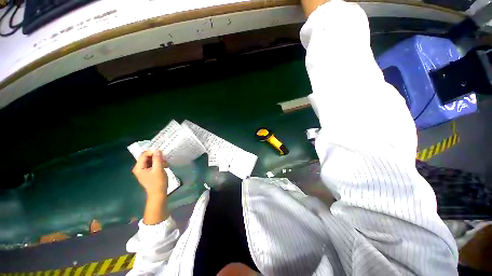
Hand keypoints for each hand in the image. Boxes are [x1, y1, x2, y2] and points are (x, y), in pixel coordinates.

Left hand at [132, 150, 167, 197]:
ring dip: (158, 160)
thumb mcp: (159, 169)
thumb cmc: (158, 182)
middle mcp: (139, 168)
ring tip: (165, 162)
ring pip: (150, 161)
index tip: (162, 153)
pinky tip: (164, 165)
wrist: (158, 194)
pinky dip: (157, 163)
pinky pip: (151, 165)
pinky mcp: (147, 173)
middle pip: (146, 157)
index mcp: (139, 167)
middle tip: (164, 157)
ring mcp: (143, 171)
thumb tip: (157, 150)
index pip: (143, 155)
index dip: (152, 152)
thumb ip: (157, 159)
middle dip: (155, 156)